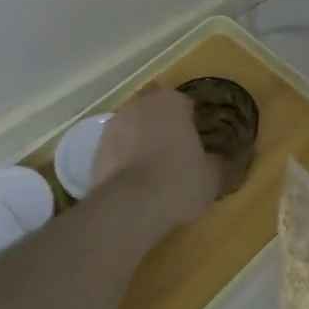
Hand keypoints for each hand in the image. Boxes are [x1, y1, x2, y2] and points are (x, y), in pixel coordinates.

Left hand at [90, 88, 219, 227]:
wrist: (130, 206)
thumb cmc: (179, 180)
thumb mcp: (211, 176)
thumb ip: (213, 162)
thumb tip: (213, 161)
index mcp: (171, 102)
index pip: (182, 102)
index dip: (188, 120)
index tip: (193, 139)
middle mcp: (139, 106)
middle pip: (152, 110)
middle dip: (160, 125)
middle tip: (172, 151)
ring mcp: (113, 127)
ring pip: (131, 128)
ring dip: (138, 141)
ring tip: (150, 170)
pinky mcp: (95, 151)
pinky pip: (115, 150)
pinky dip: (123, 160)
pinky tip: (133, 184)